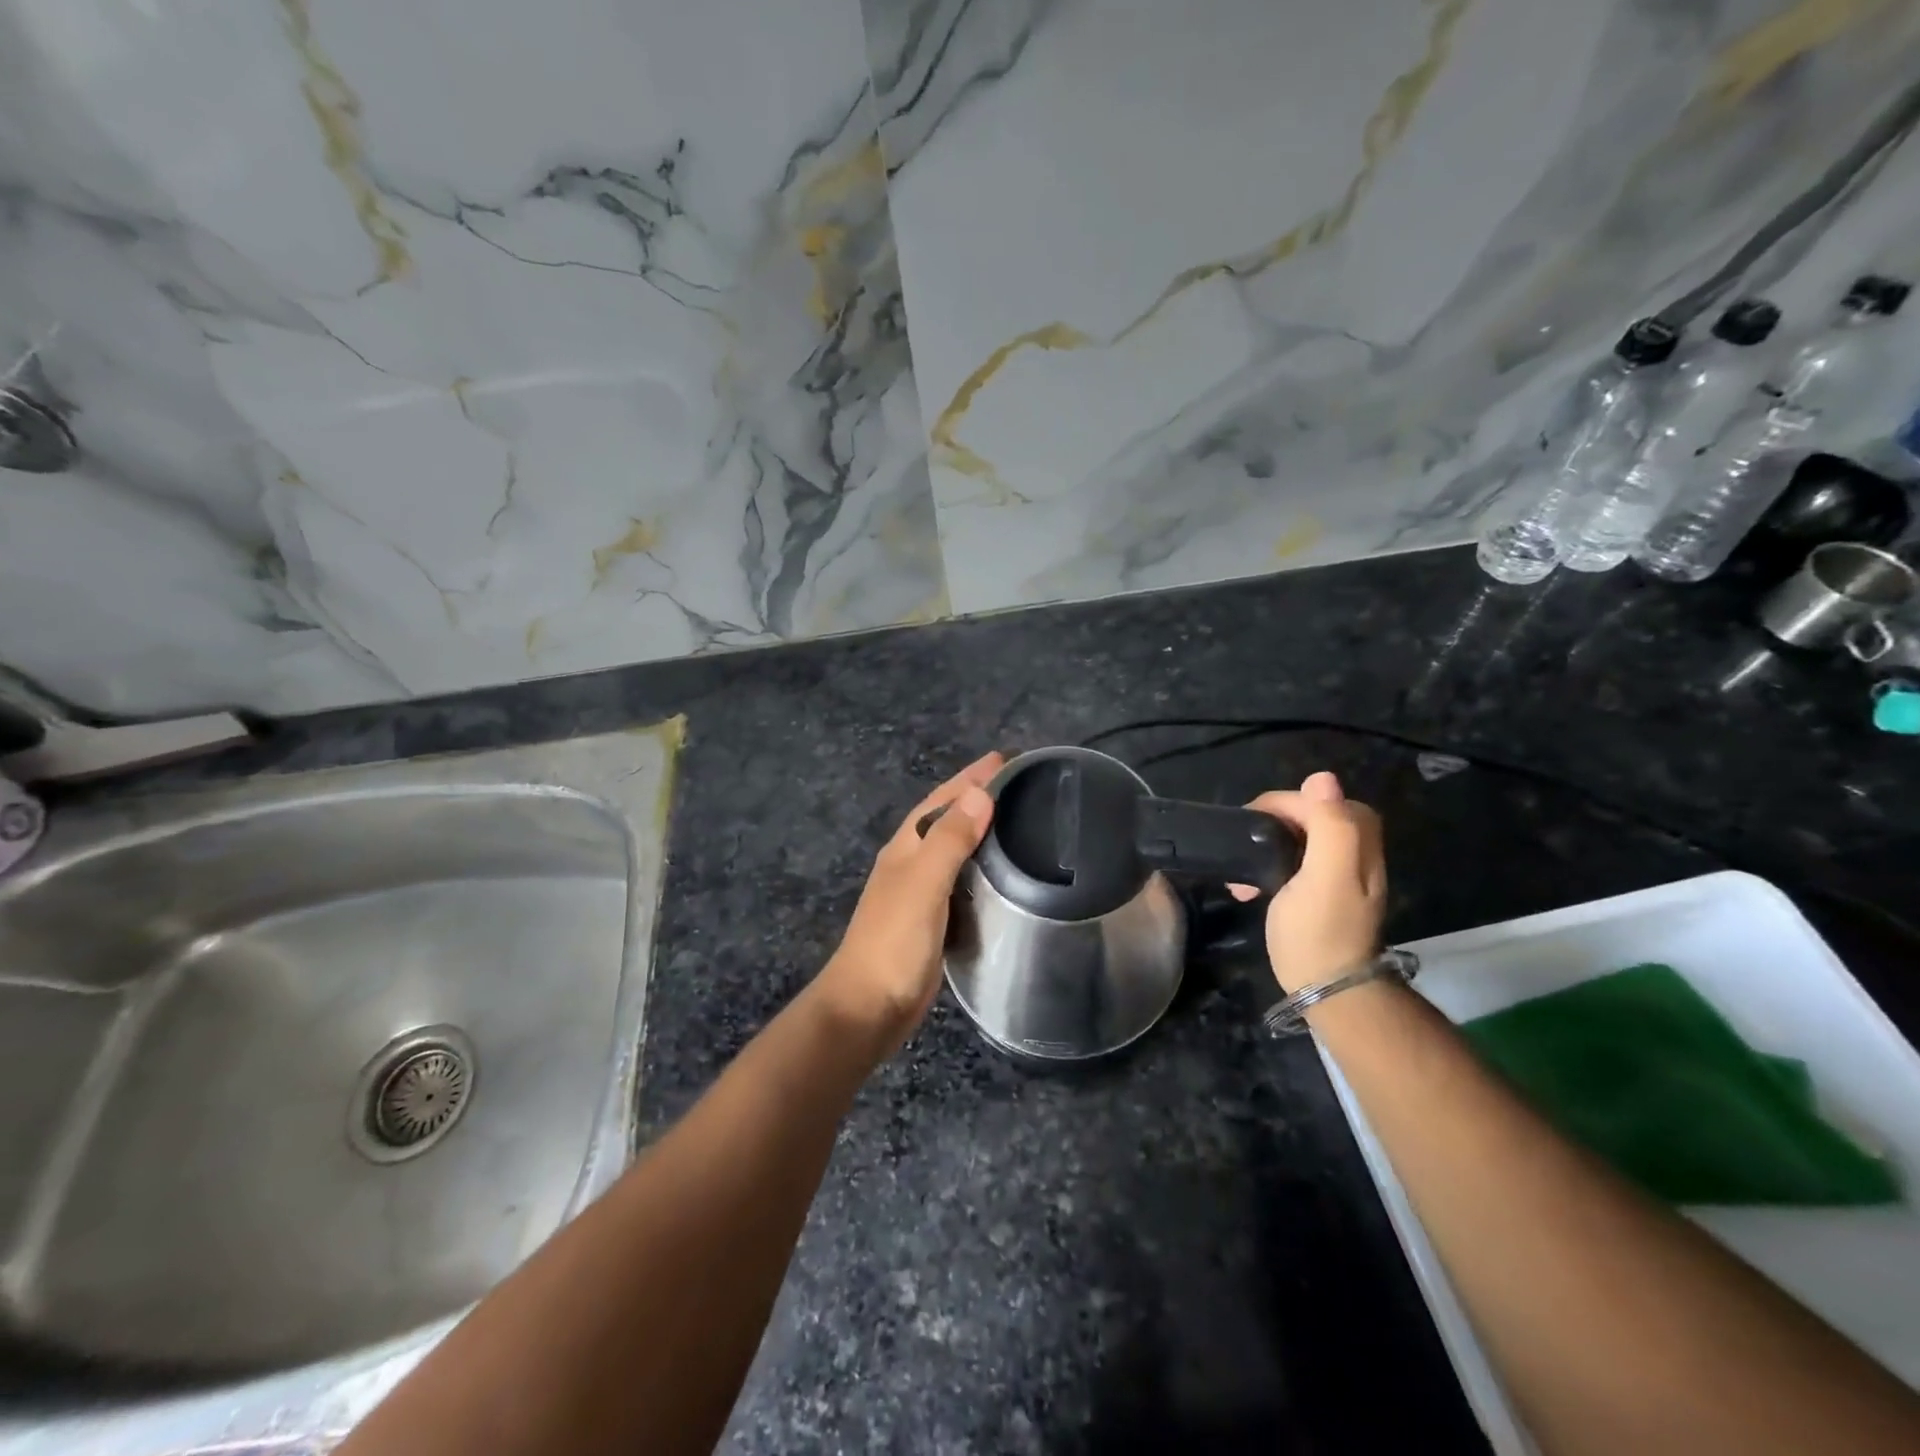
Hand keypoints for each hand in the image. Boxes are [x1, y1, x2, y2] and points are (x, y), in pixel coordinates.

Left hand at [815, 751, 1002, 1053]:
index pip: (941, 800)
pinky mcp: (933, 920)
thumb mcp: (924, 884)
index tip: (1003, 759)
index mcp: (905, 847)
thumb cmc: (894, 941)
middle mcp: (911, 862)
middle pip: (946, 819)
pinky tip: (1001, 873)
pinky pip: (961, 880)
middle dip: (976, 797)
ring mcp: (920, 892)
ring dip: (979, 830)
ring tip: (1016, 819)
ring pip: (953, 849)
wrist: (868, 1006)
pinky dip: (980, 867)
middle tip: (1018, 784)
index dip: (969, 778)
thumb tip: (980, 793)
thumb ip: (950, 840)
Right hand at [1231, 771, 1386, 993]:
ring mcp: (1339, 876)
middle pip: (1311, 816)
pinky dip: (1269, 868)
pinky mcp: (1321, 895)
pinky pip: (1293, 863)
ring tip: (1241, 871)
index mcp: (1359, 843)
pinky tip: (1250, 888)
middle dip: (1272, 825)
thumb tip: (1322, 777)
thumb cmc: (1319, 931)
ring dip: (1266, 848)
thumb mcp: (1325, 876)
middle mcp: (1355, 853)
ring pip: (1299, 840)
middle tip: (1243, 843)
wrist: (1327, 990)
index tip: (1251, 824)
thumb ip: (1330, 826)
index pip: (1321, 800)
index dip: (1284, 805)